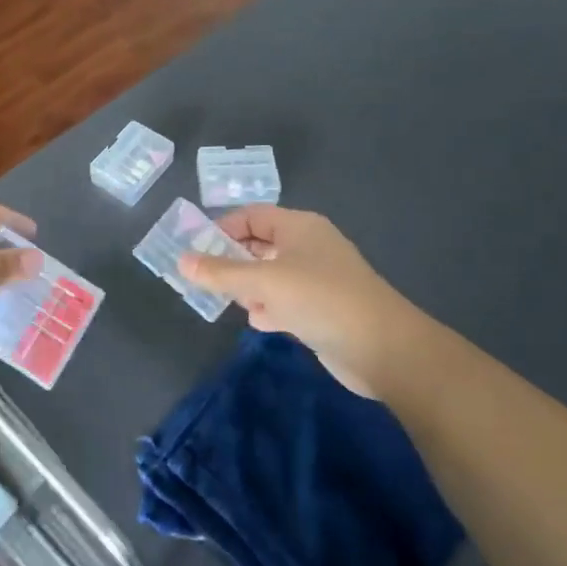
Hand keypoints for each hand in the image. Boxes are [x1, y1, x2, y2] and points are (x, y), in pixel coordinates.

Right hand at [177, 205, 440, 396]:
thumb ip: (221, 273)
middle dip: (232, 261)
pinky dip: (270, 307)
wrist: (384, 349)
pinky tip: (260, 321)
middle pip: (260, 245)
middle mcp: (308, 247)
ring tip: (227, 301)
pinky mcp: (323, 309)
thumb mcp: (263, 282)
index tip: (196, 250)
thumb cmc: (320, 300)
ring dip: (249, 287)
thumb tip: (182, 260)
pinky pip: (286, 300)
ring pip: (271, 275)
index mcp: (299, 227)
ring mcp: (318, 279)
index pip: (252, 216)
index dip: (223, 228)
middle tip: (204, 278)